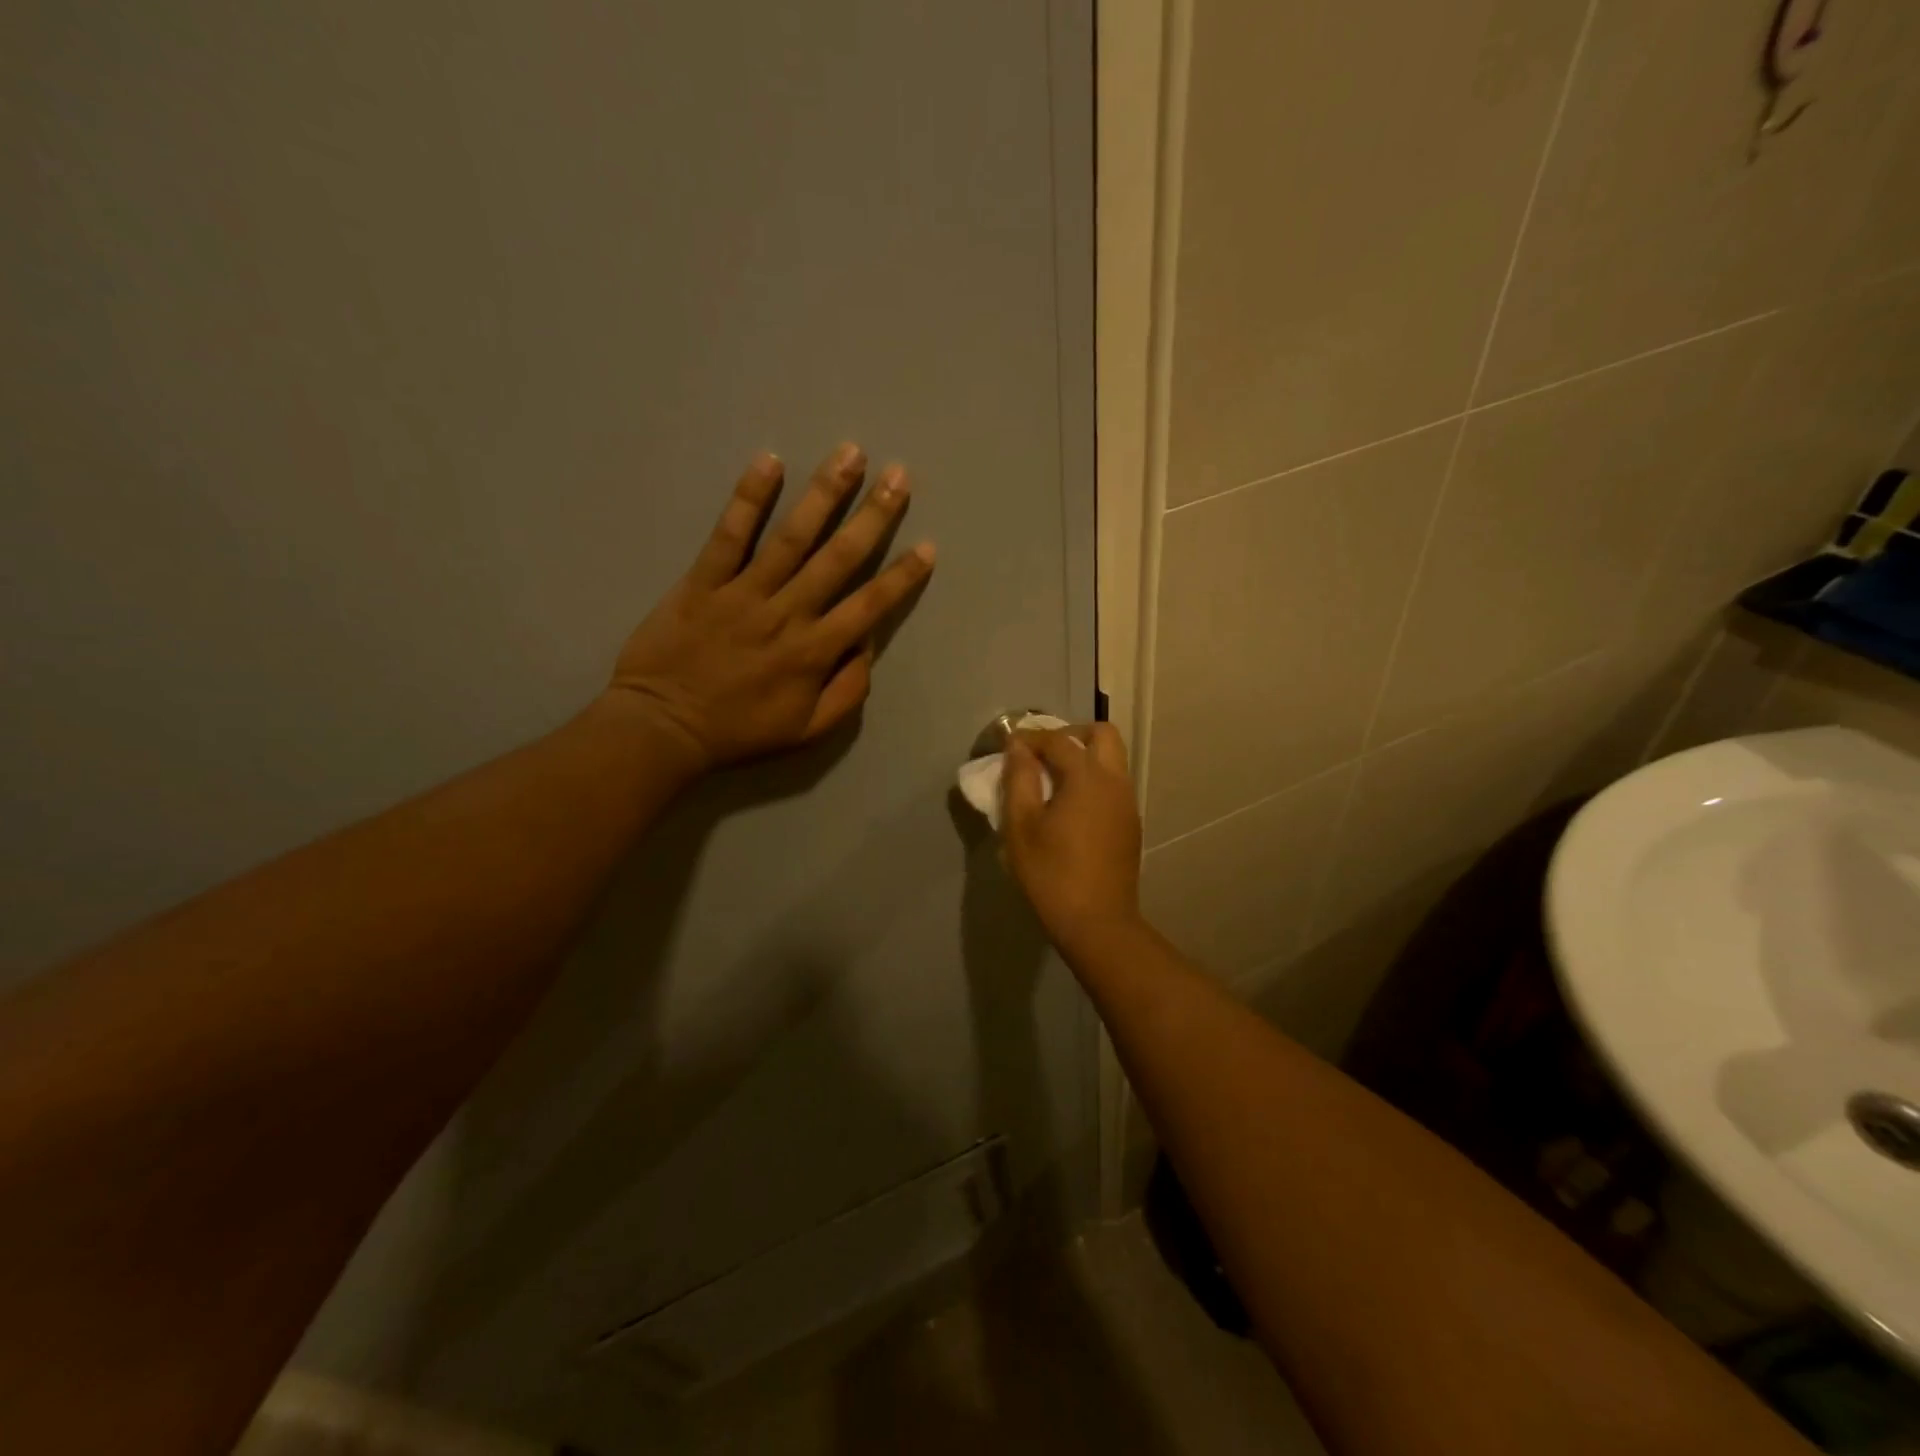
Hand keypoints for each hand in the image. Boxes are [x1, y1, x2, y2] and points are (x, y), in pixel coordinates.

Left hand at [607, 443, 934, 769]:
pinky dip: (748, 498)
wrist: (662, 728)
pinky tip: (769, 462)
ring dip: (824, 494)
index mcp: (815, 652)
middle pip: (838, 558)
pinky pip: (729, 535)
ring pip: (792, 537)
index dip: (902, 576)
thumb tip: (866, 645)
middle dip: (873, 516)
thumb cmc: (739, 732)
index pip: (870, 605)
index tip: (928, 546)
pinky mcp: (703, 581)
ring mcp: (744, 593)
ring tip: (850, 454)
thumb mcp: (808, 731)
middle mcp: (787, 614)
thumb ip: (847, 691)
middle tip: (899, 476)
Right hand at [1001, 724, 1143, 953]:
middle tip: (1043, 755)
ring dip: (1084, 758)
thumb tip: (1018, 748)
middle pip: (1102, 735)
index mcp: (1087, 777)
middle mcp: (1115, 782)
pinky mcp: (1130, 824)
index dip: (1031, 737)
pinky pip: (1113, 785)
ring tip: (1051, 782)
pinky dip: (1092, 781)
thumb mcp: (1021, 826)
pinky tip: (1069, 808)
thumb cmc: (1051, 874)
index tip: (1009, 744)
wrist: (1097, 923)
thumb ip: (1019, 779)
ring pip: (1112, 760)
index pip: (1058, 740)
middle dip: (1070, 735)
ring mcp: (1128, 803)